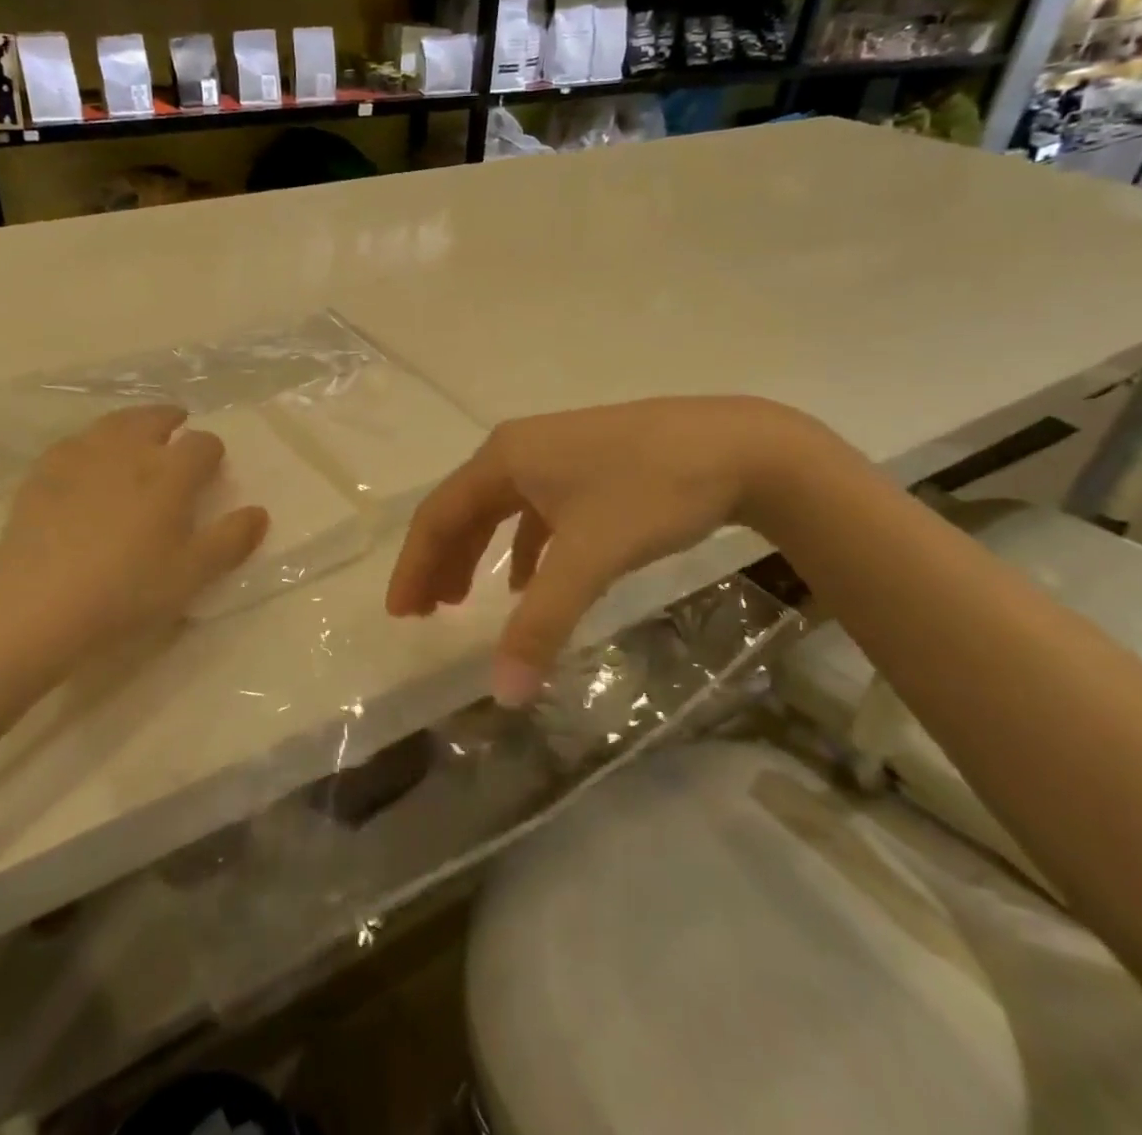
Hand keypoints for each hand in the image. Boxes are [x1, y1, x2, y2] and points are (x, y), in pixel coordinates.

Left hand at [0, 406, 267, 688]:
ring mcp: (82, 457)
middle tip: (176, 428)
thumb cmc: (127, 589)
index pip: (203, 444)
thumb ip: (230, 540)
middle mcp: (130, 451)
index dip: (212, 452)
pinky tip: (86, 460)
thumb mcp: (192, 574)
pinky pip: (73, 443)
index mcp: (171, 472)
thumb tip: (260, 512)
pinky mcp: (43, 473)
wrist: (37, 603)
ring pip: (113, 423)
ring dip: (131, 423)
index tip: (212, 468)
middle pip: (154, 418)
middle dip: (170, 420)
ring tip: (135, 434)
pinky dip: (89, 443)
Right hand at [387, 397, 825, 703]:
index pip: (438, 515)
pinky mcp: (589, 466)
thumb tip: (503, 694)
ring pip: (499, 510)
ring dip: (478, 555)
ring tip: (465, 600)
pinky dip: (524, 548)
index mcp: (504, 459)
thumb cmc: (651, 492)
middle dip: (441, 563)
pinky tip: (531, 580)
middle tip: (426, 613)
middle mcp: (520, 449)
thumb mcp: (591, 557)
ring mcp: (556, 454)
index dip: (414, 566)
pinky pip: (537, 511)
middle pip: (463, 510)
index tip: (401, 613)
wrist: (740, 446)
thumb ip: (543, 624)